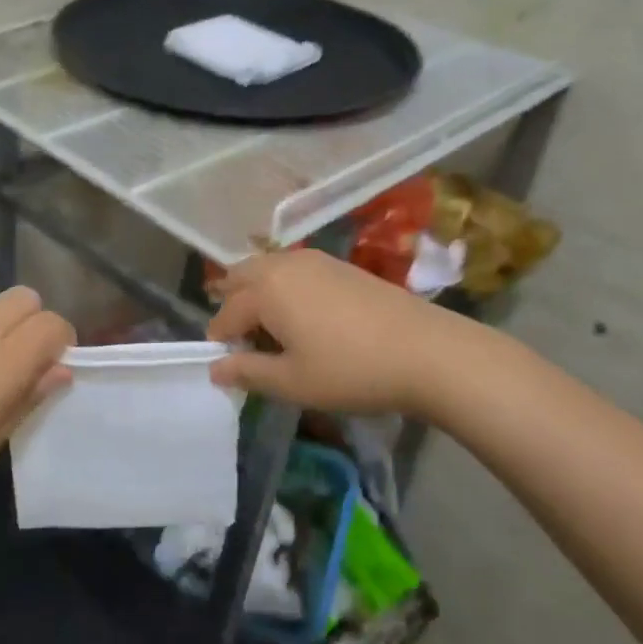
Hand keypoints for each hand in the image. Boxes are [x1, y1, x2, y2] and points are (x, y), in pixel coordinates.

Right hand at [207, 249, 447, 414]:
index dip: (221, 340)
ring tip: (271, 329)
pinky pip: (293, 270)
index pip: (226, 314)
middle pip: (240, 276)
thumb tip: (215, 368)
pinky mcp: (340, 265)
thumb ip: (248, 372)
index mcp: (264, 290)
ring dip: (257, 292)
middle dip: (232, 304)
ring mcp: (314, 260)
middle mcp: (283, 265)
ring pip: (267, 269)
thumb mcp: (292, 382)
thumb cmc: (350, 370)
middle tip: (242, 340)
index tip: (226, 364)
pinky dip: (283, 287)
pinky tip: (303, 316)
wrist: (427, 351)